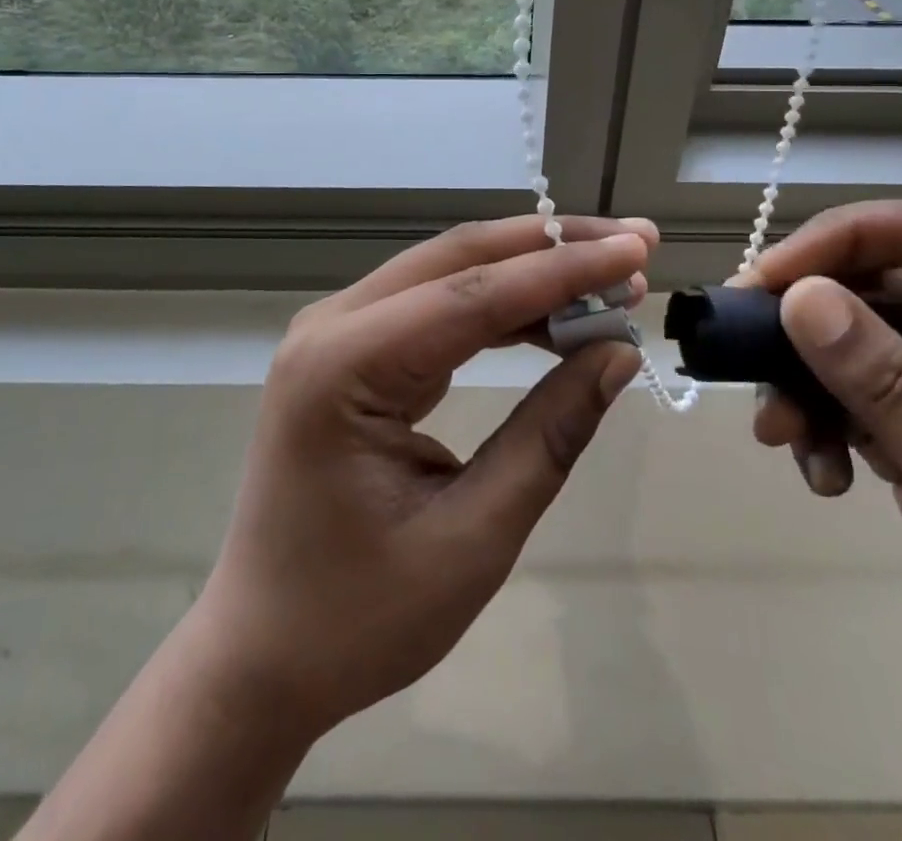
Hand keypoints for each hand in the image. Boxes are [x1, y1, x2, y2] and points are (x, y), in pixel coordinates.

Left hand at [190, 215, 656, 741]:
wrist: (262, 654)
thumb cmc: (358, 617)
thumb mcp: (472, 538)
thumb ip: (548, 435)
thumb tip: (617, 354)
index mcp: (342, 366)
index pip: (473, 294)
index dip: (563, 269)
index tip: (639, 253)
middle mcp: (331, 325)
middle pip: (458, 259)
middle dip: (550, 248)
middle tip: (634, 247)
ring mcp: (335, 332)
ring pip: (448, 273)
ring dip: (529, 271)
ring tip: (608, 281)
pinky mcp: (351, 350)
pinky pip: (434, 305)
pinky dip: (499, 304)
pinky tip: (551, 315)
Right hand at [743, 200, 901, 757]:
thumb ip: (888, 385)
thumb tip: (797, 297)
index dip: (842, 240)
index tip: (769, 280)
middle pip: (878, 283)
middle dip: (807, 319)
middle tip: (745, 350)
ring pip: (854, 340)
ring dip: (806, 380)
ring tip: (781, 434)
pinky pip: (855, 395)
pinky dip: (823, 423)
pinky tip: (823, 474)